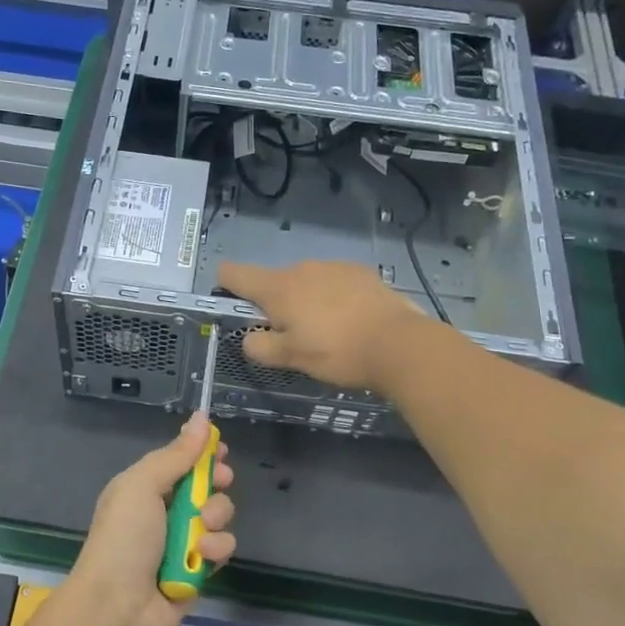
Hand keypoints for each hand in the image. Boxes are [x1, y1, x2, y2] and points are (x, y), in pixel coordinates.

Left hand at [67, 415, 235, 625]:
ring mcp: (182, 543)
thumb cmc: (124, 538)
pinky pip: (222, 549)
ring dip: (215, 517)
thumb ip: (176, 455)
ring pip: (219, 516)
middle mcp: (164, 512)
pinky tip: (202, 557)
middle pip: (206, 485)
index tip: (220, 449)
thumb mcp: (142, 485)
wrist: (115, 608)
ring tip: (200, 529)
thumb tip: (202, 418)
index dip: (203, 453)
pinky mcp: (198, 572)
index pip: (181, 461)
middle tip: (220, 481)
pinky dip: (216, 550)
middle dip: (216, 482)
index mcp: (145, 487)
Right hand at [218, 261, 431, 391]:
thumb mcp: (291, 358)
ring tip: (325, 333)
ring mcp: (334, 267)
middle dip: (275, 305)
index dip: (225, 284)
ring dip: (306, 302)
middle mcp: (302, 269)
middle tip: (290, 337)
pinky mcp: (361, 273)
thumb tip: (250, 337)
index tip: (230, 302)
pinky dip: (333, 299)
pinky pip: (334, 284)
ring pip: (306, 283)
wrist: (399, 344)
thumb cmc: (337, 352)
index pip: (234, 273)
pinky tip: (349, 323)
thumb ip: (261, 346)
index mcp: (278, 287)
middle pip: (273, 282)